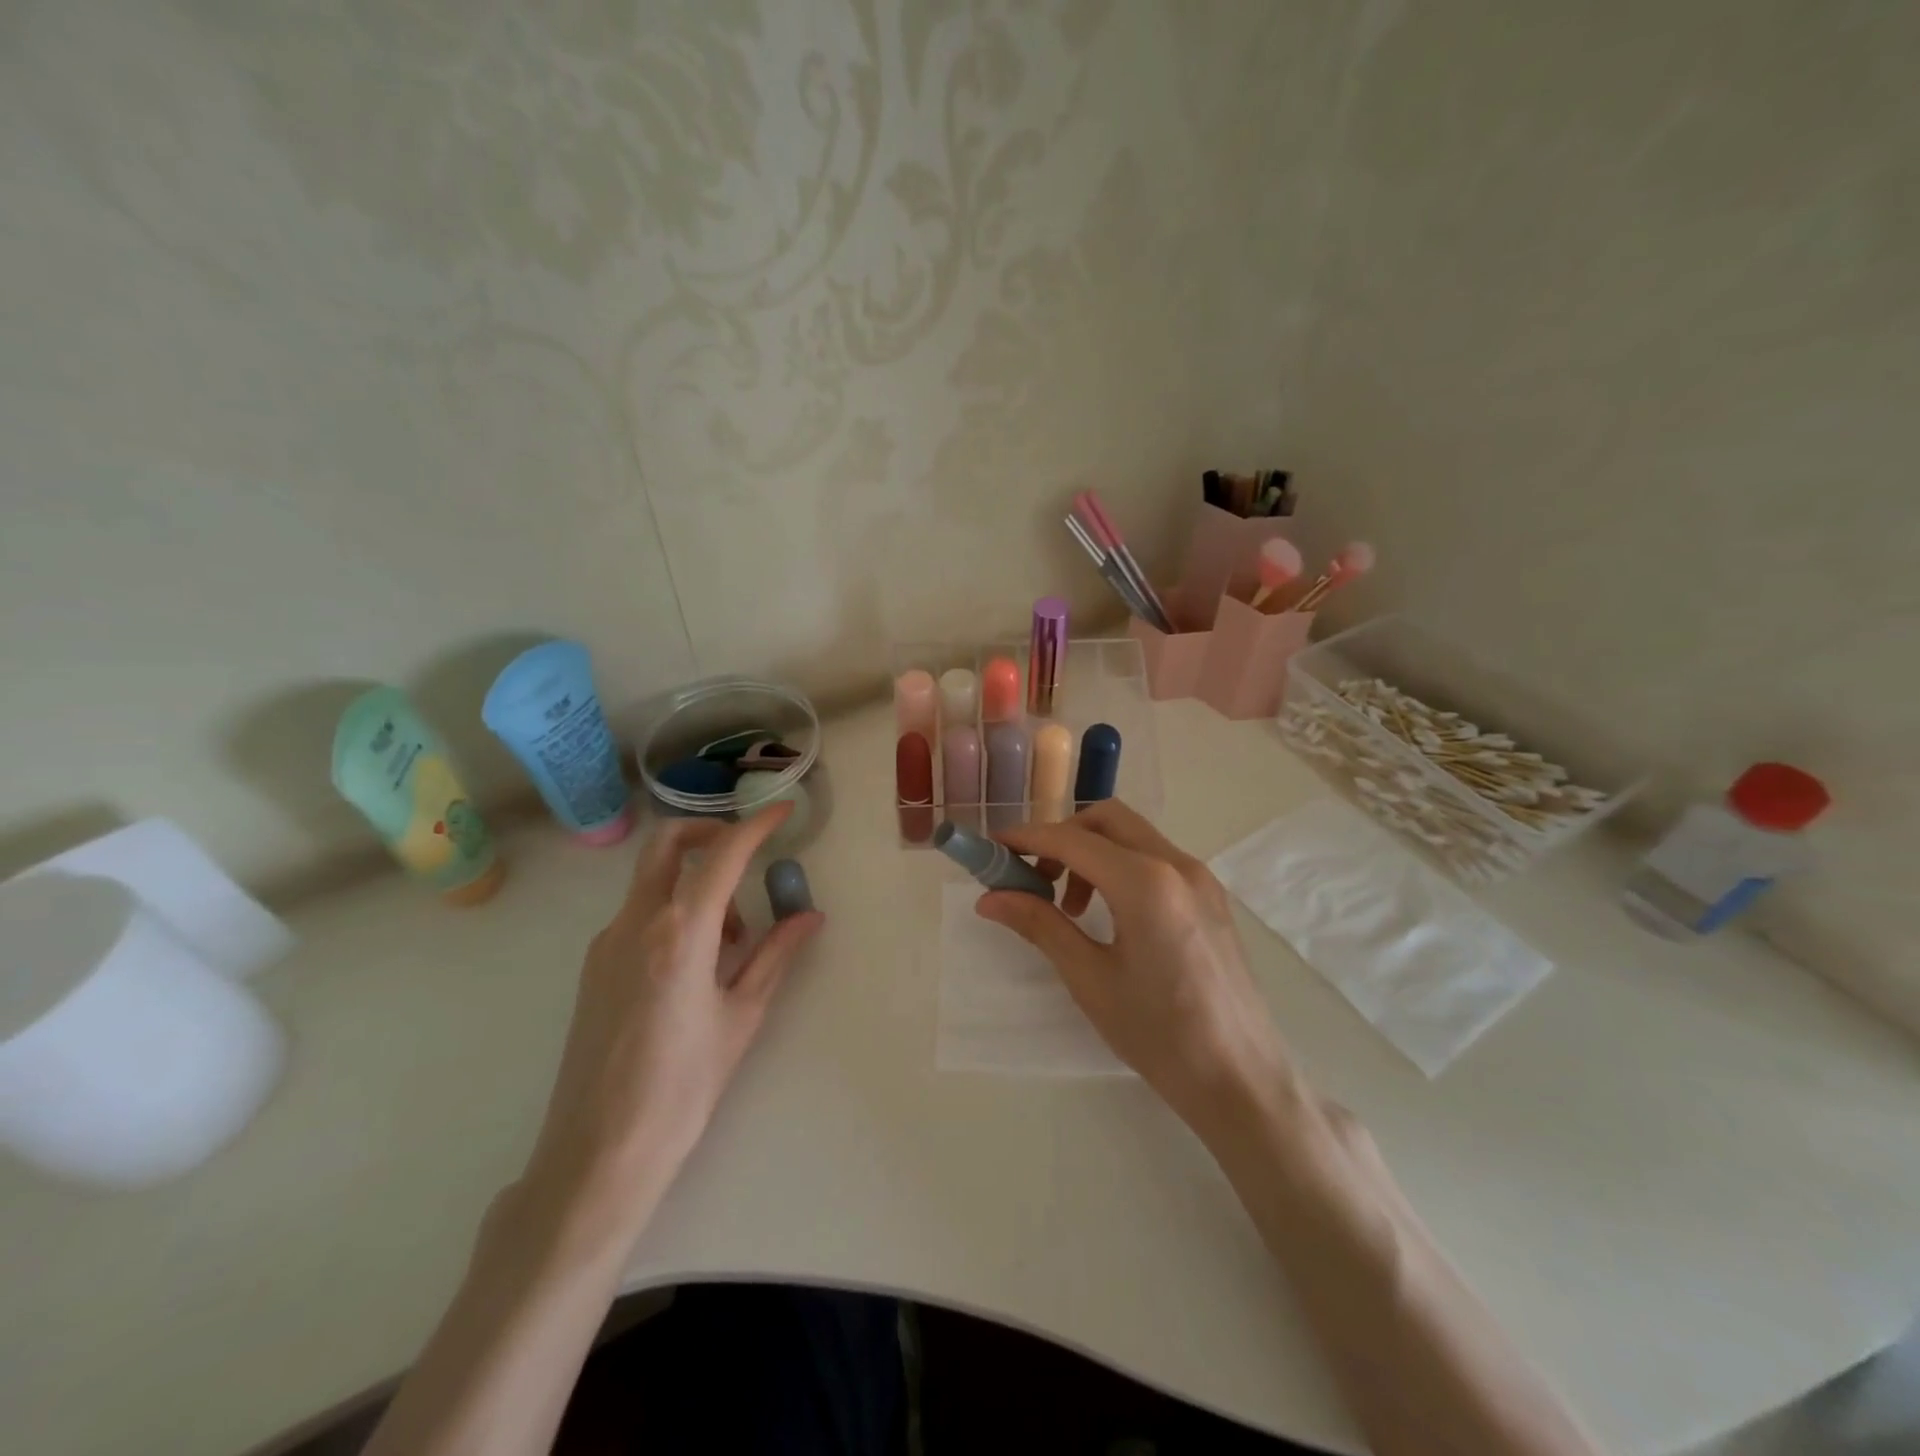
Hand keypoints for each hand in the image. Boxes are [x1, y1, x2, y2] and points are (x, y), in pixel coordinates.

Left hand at [524, 803, 822, 1212]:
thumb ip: (776, 956)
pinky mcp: (594, 967)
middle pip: (667, 845)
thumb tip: (810, 916)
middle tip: (748, 855)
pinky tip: (698, 964)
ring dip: (697, 884)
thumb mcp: (742, 1017)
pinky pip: (640, 915)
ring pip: (654, 881)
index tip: (782, 811)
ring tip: (735, 942)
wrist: (598, 1154)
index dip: (756, 825)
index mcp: (679, 933)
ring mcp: (606, 943)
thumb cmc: (683, 1088)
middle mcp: (635, 924)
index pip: (721, 856)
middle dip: (710, 833)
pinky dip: (675, 913)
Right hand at [981, 800, 1292, 1137]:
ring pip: (1133, 836)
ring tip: (1071, 908)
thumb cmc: (1159, 1034)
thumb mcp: (1089, 978)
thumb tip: (989, 897)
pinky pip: (1157, 858)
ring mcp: (1200, 878)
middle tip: (1034, 878)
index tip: (992, 849)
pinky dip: (1121, 866)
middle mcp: (1177, 864)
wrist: (1242, 1080)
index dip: (1025, 839)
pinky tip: (1110, 914)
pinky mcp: (1211, 896)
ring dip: (1092, 852)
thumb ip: (1039, 925)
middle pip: (1106, 820)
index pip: (1071, 840)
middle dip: (1062, 837)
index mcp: (1145, 883)